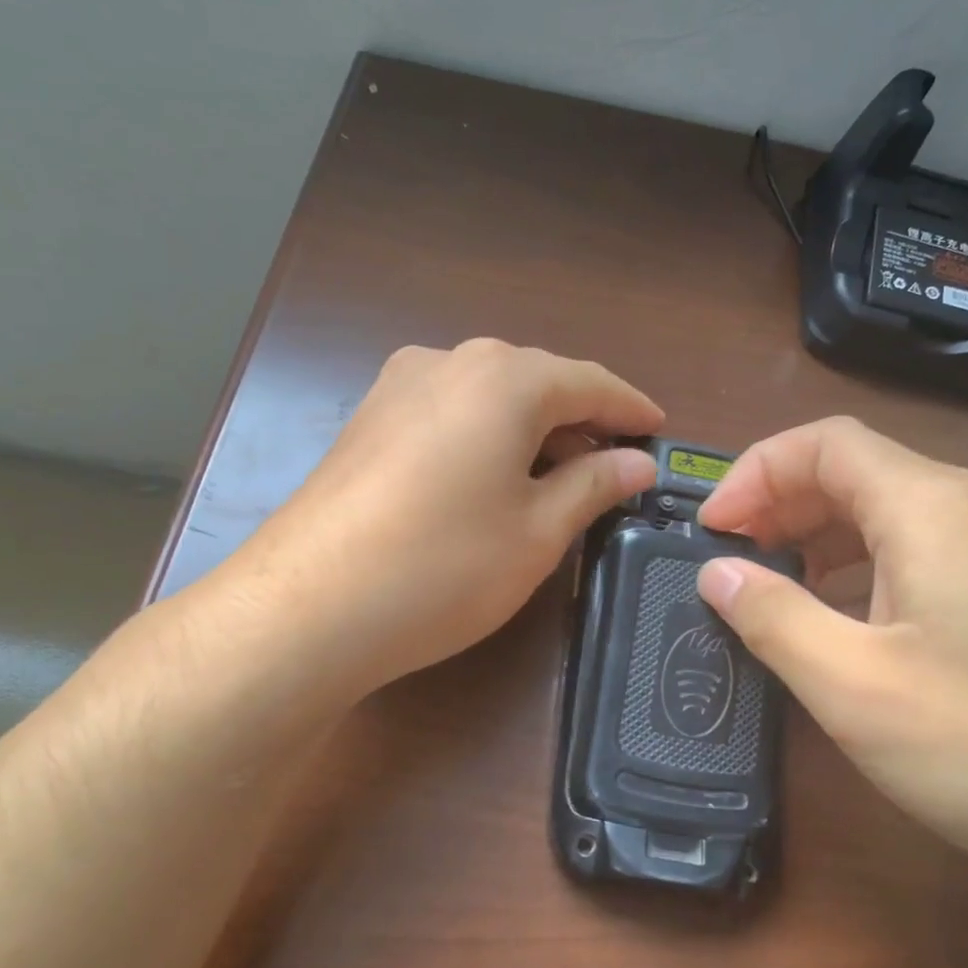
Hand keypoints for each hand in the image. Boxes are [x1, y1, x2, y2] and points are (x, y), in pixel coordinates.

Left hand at [220, 340, 661, 692]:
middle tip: (614, 466)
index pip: (589, 382)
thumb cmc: (445, 567)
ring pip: (488, 397)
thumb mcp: (538, 532)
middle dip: (580, 421)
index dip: (630, 410)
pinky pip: (449, 414)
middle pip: (536, 382)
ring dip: (531, 431)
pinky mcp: (368, 420)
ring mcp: (398, 386)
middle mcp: (449, 361)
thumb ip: (593, 485)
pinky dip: (486, 438)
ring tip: (560, 477)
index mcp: (504, 377)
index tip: (659, 433)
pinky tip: (494, 479)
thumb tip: (636, 463)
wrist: (309, 606)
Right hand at [694, 417, 967, 939]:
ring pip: (885, 513)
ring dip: (816, 536)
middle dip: (778, 503)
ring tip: (771, 587)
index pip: (823, 443)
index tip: (710, 531)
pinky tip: (840, 622)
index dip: (754, 473)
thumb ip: (774, 617)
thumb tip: (716, 573)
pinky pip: (917, 553)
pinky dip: (857, 568)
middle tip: (730, 559)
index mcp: (930, 507)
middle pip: (854, 471)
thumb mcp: (855, 687)